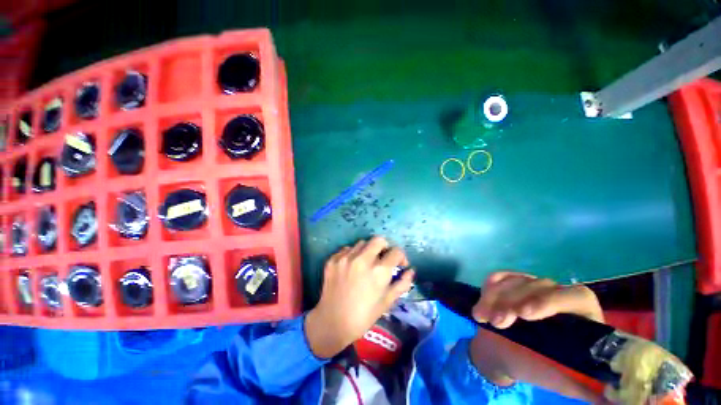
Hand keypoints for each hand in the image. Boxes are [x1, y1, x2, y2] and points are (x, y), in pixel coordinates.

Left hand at [305, 236, 414, 358]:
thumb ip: (402, 284)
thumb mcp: (387, 302)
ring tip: (365, 264)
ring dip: (368, 251)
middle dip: (385, 247)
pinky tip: (351, 267)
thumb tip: (411, 270)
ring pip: (362, 243)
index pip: (396, 251)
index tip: (399, 264)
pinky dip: (352, 254)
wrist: (333, 322)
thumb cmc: (364, 315)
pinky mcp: (333, 259)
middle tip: (382, 259)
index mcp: (379, 271)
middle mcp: (362, 259)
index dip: (401, 257)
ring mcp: (345, 258)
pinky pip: (347, 249)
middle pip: (379, 240)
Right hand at [468, 272, 605, 402]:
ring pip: (515, 281)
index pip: (577, 296)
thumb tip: (616, 398)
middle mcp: (558, 296)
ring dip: (495, 298)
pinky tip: (482, 305)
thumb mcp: (562, 381)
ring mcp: (531, 286)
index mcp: (580, 316)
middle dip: (514, 301)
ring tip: (483, 319)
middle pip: (540, 285)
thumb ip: (588, 388)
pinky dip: (488, 289)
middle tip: (498, 323)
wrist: (503, 353)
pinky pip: (498, 277)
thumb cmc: (537, 368)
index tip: (526, 315)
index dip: (552, 301)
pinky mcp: (510, 282)